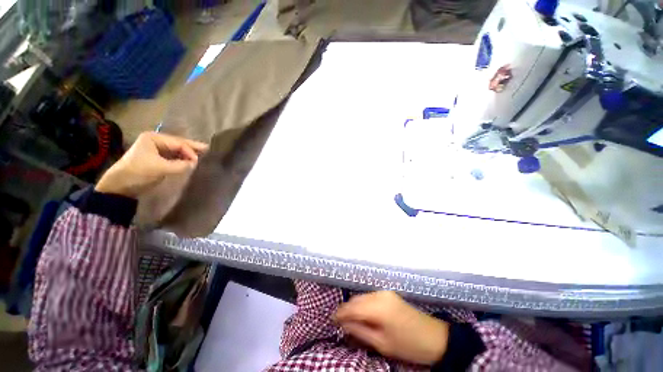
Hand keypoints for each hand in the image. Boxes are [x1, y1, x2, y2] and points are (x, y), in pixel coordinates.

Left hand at [95, 132, 207, 197]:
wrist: (119, 186)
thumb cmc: (139, 173)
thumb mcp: (161, 168)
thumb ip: (181, 165)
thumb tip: (196, 164)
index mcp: (154, 138)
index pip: (179, 143)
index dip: (190, 151)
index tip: (198, 162)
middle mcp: (155, 141)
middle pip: (179, 144)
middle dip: (193, 149)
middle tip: (209, 151)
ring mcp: (155, 149)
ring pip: (177, 150)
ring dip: (188, 154)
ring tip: (203, 156)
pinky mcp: (156, 158)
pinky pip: (174, 156)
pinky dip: (182, 159)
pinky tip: (191, 161)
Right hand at [334, 291, 448, 365]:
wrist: (435, 338)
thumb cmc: (408, 345)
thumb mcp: (382, 344)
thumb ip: (360, 332)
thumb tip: (343, 325)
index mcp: (378, 307)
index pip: (352, 307)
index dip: (340, 314)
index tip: (331, 321)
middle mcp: (379, 294)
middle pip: (356, 299)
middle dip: (346, 310)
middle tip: (339, 323)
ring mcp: (385, 292)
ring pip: (362, 297)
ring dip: (354, 307)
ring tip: (349, 320)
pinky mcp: (389, 294)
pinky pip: (370, 297)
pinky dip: (363, 304)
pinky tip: (362, 314)